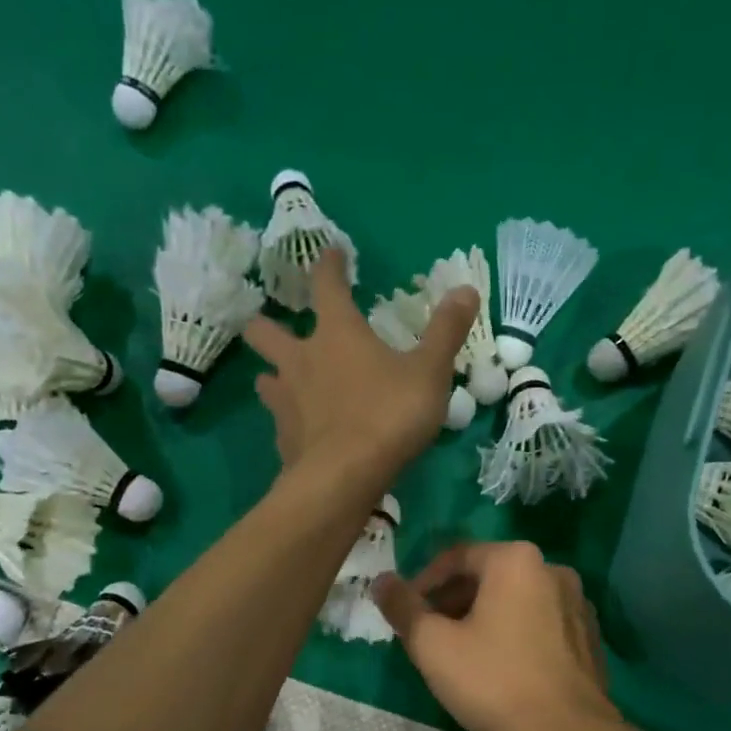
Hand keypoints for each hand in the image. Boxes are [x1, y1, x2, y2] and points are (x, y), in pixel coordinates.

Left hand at [245, 251, 475, 484]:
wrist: (345, 477)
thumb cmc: (389, 415)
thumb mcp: (429, 372)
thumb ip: (446, 331)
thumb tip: (465, 288)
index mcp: (336, 333)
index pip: (326, 285)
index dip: (328, 265)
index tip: (331, 254)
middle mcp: (301, 360)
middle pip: (265, 331)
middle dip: (267, 325)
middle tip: (278, 328)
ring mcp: (286, 401)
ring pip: (264, 378)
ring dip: (272, 375)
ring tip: (284, 381)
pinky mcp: (283, 439)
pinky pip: (280, 423)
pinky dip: (289, 423)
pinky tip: (302, 432)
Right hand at [372, 542, 620, 730]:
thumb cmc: (495, 682)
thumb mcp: (433, 646)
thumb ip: (402, 607)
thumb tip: (382, 581)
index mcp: (515, 560)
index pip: (455, 557)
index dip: (422, 583)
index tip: (405, 613)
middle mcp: (552, 569)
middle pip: (487, 576)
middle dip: (452, 602)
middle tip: (428, 635)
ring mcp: (577, 603)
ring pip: (514, 600)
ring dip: (482, 617)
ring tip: (460, 653)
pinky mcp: (588, 635)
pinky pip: (539, 622)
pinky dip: (513, 633)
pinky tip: (500, 667)